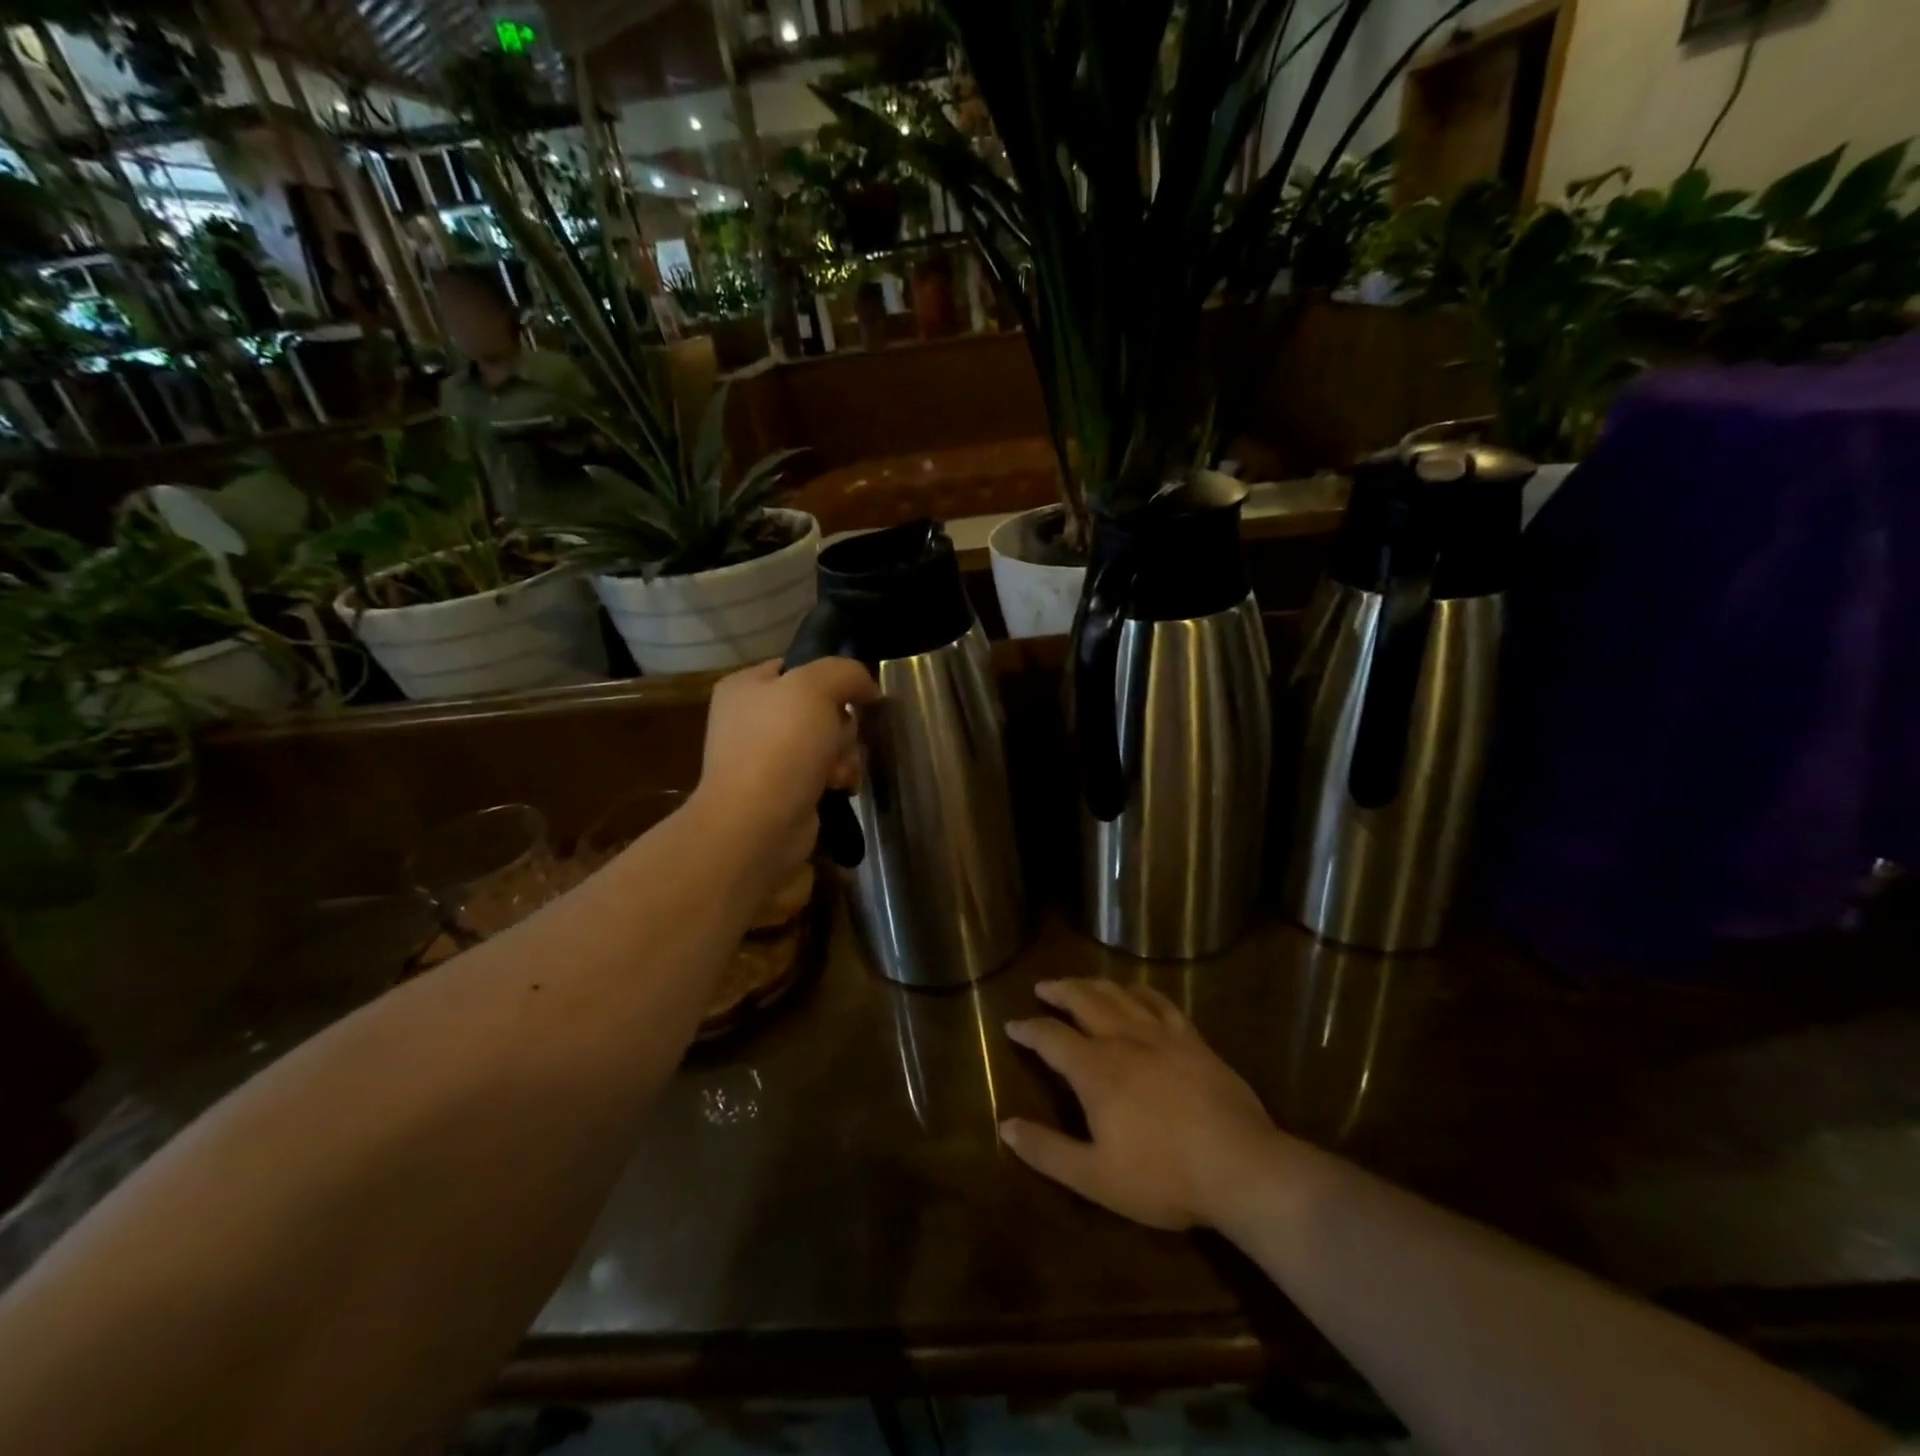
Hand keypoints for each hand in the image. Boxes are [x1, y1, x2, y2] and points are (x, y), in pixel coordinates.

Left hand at [692, 658, 878, 878]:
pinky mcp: (783, 792)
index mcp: (745, 687)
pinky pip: (823, 774)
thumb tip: (867, 688)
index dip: (832, 678)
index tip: (857, 694)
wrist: (758, 825)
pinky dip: (837, 779)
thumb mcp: (816, 687)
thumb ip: (846, 672)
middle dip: (841, 725)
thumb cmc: (781, 746)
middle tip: (838, 739)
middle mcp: (751, 720)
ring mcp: (765, 759)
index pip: (798, 667)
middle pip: (820, 708)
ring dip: (844, 754)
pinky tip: (839, 788)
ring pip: (827, 742)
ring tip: (839, 772)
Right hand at [1002, 980, 1282, 1230]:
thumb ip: (1047, 1151)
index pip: (1050, 1038)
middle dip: (1059, 991)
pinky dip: (1140, 991)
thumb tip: (1005, 1127)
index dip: (1028, 1029)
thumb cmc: (1163, 1177)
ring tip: (1080, 982)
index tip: (1012, 1025)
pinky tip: (1136, 991)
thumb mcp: (1095, 1177)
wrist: (1240, 1166)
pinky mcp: (1192, 1039)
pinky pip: (1160, 1003)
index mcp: (1095, 1070)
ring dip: (1093, 984)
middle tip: (1043, 987)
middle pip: (1083, 1001)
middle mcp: (1122, 1039)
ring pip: (1118, 995)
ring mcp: (1160, 1035)